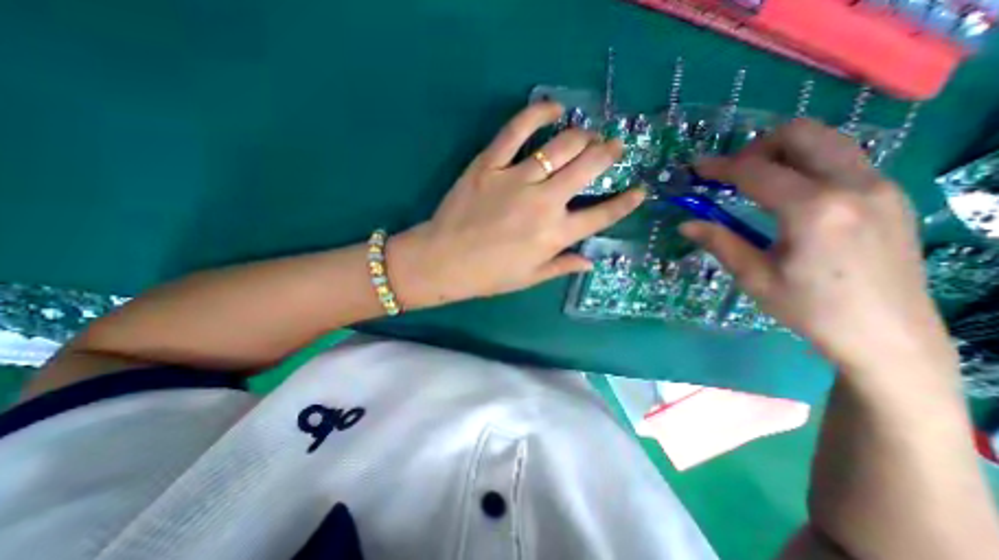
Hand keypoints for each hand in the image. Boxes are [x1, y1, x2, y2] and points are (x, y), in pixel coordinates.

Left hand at [385, 102, 644, 308]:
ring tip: (588, 133)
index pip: (602, 216)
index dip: (626, 202)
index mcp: (555, 235)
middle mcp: (544, 203)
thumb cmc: (488, 275)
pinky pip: (516, 130)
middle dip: (608, 153)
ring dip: (582, 135)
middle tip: (614, 146)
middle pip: (588, 168)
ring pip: (561, 145)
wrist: (443, 260)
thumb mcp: (530, 277)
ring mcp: (517, 179)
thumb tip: (591, 261)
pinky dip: (538, 113)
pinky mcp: (489, 164)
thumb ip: (562, 266)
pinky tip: (553, 108)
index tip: (640, 190)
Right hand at [683, 121, 953, 378]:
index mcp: (813, 210)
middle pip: (801, 134)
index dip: (720, 166)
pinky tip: (789, 194)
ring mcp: (880, 186)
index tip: (696, 168)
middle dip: (756, 147)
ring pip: (826, 141)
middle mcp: (853, 186)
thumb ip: (720, 242)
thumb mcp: (754, 277)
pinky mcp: (890, 195)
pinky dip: (807, 164)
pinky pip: (843, 159)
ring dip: (783, 152)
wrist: (887, 335)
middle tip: (732, 173)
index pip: (756, 171)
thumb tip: (685, 224)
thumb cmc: (810, 309)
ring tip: (756, 180)